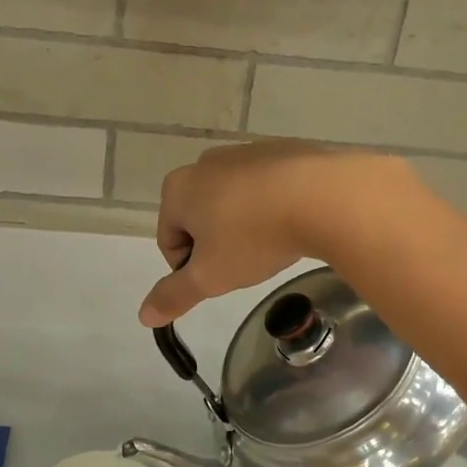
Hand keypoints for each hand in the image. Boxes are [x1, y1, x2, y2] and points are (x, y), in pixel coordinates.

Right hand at [140, 141, 413, 325]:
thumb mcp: (210, 277)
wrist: (322, 195)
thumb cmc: (253, 237)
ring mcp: (245, 152)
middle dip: (217, 245)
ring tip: (271, 244)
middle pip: (200, 219)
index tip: (220, 277)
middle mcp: (205, 163)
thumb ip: (174, 295)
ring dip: (244, 226)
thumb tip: (144, 316)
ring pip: (234, 202)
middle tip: (245, 263)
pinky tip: (293, 222)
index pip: (169, 240)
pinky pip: (266, 188)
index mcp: (178, 189)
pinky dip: (271, 207)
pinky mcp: (281, 150)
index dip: (190, 269)